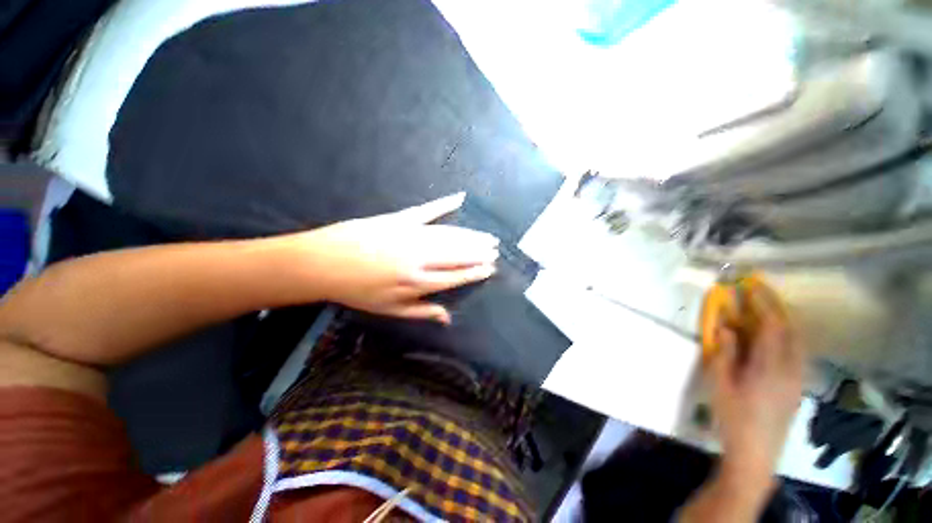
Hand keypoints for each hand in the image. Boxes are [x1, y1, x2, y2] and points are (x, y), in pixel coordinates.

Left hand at [294, 193, 498, 323]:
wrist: (323, 263)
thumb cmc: (357, 291)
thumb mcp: (389, 310)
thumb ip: (422, 312)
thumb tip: (448, 318)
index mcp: (417, 282)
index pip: (456, 276)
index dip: (475, 272)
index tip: (490, 268)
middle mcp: (420, 258)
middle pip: (458, 254)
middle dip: (479, 252)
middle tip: (495, 250)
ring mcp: (411, 235)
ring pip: (449, 235)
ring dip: (471, 235)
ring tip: (487, 236)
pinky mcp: (400, 218)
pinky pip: (428, 210)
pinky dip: (445, 203)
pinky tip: (460, 199)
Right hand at [707, 279, 802, 484]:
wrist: (757, 450)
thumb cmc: (733, 415)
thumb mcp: (720, 383)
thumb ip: (725, 353)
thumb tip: (727, 328)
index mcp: (769, 367)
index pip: (771, 326)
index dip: (762, 303)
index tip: (750, 285)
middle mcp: (791, 368)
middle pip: (791, 330)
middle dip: (776, 307)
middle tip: (759, 292)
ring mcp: (798, 378)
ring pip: (798, 340)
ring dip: (783, 321)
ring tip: (765, 310)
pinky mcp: (799, 385)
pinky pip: (798, 352)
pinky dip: (787, 337)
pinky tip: (774, 339)